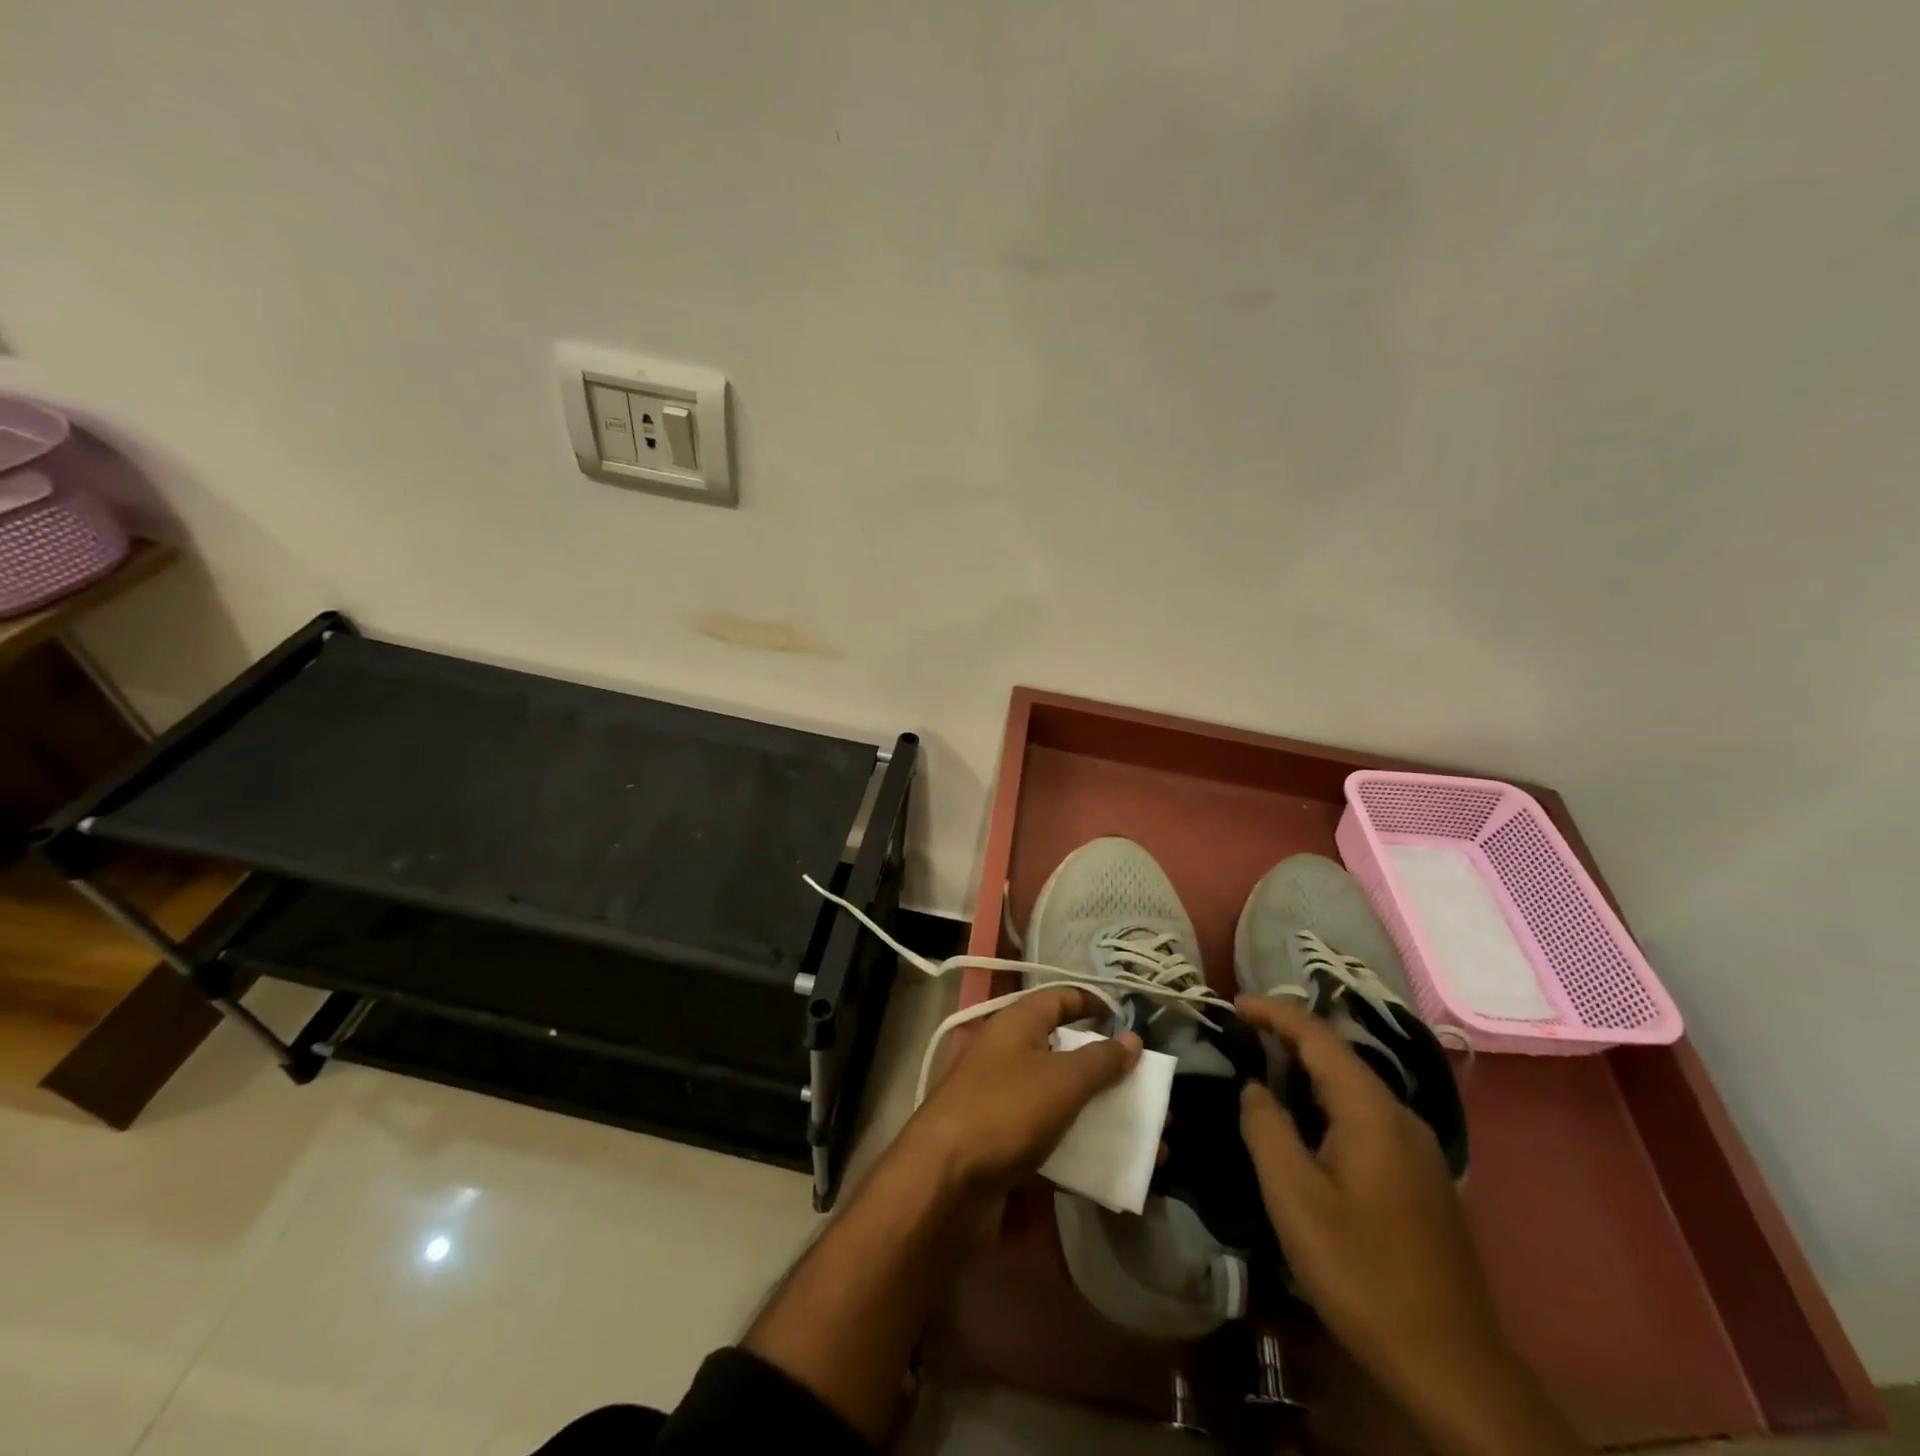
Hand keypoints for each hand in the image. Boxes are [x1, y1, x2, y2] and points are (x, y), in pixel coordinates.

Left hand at [905, 987, 1141, 1197]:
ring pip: (1064, 1103)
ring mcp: (1005, 1104)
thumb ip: (1100, 1061)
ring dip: (1104, 1118)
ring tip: (1150, 1140)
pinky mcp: (1005, 1148)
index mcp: (1016, 1026)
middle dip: (1110, 1074)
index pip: (1058, 999)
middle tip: (1151, 1093)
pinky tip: (1118, 1172)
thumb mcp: (1061, 1080)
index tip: (1127, 1020)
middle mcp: (1009, 1057)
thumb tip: (1132, 1039)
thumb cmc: (1004, 1111)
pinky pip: (1054, 1143)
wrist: (943, 1182)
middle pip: (1066, 1055)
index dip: (1092, 1003)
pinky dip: (1085, 1153)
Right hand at [1236, 996, 1510, 1408]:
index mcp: (1372, 1112)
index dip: (1275, 1013)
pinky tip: (1307, 1124)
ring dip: (1308, 1070)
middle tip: (1242, 1033)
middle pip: (1340, 1057)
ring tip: (1265, 1069)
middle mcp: (1401, 1118)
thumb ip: (1266, 1127)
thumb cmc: (1361, 1271)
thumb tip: (1254, 1086)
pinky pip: (1367, 1117)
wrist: (1451, 1365)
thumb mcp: (1294, 1197)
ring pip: (1355, 1088)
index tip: (1234, 1003)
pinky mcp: (1421, 1179)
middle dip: (1290, 1037)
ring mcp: (1418, 1149)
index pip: (1319, 1037)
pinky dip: (1328, 1101)